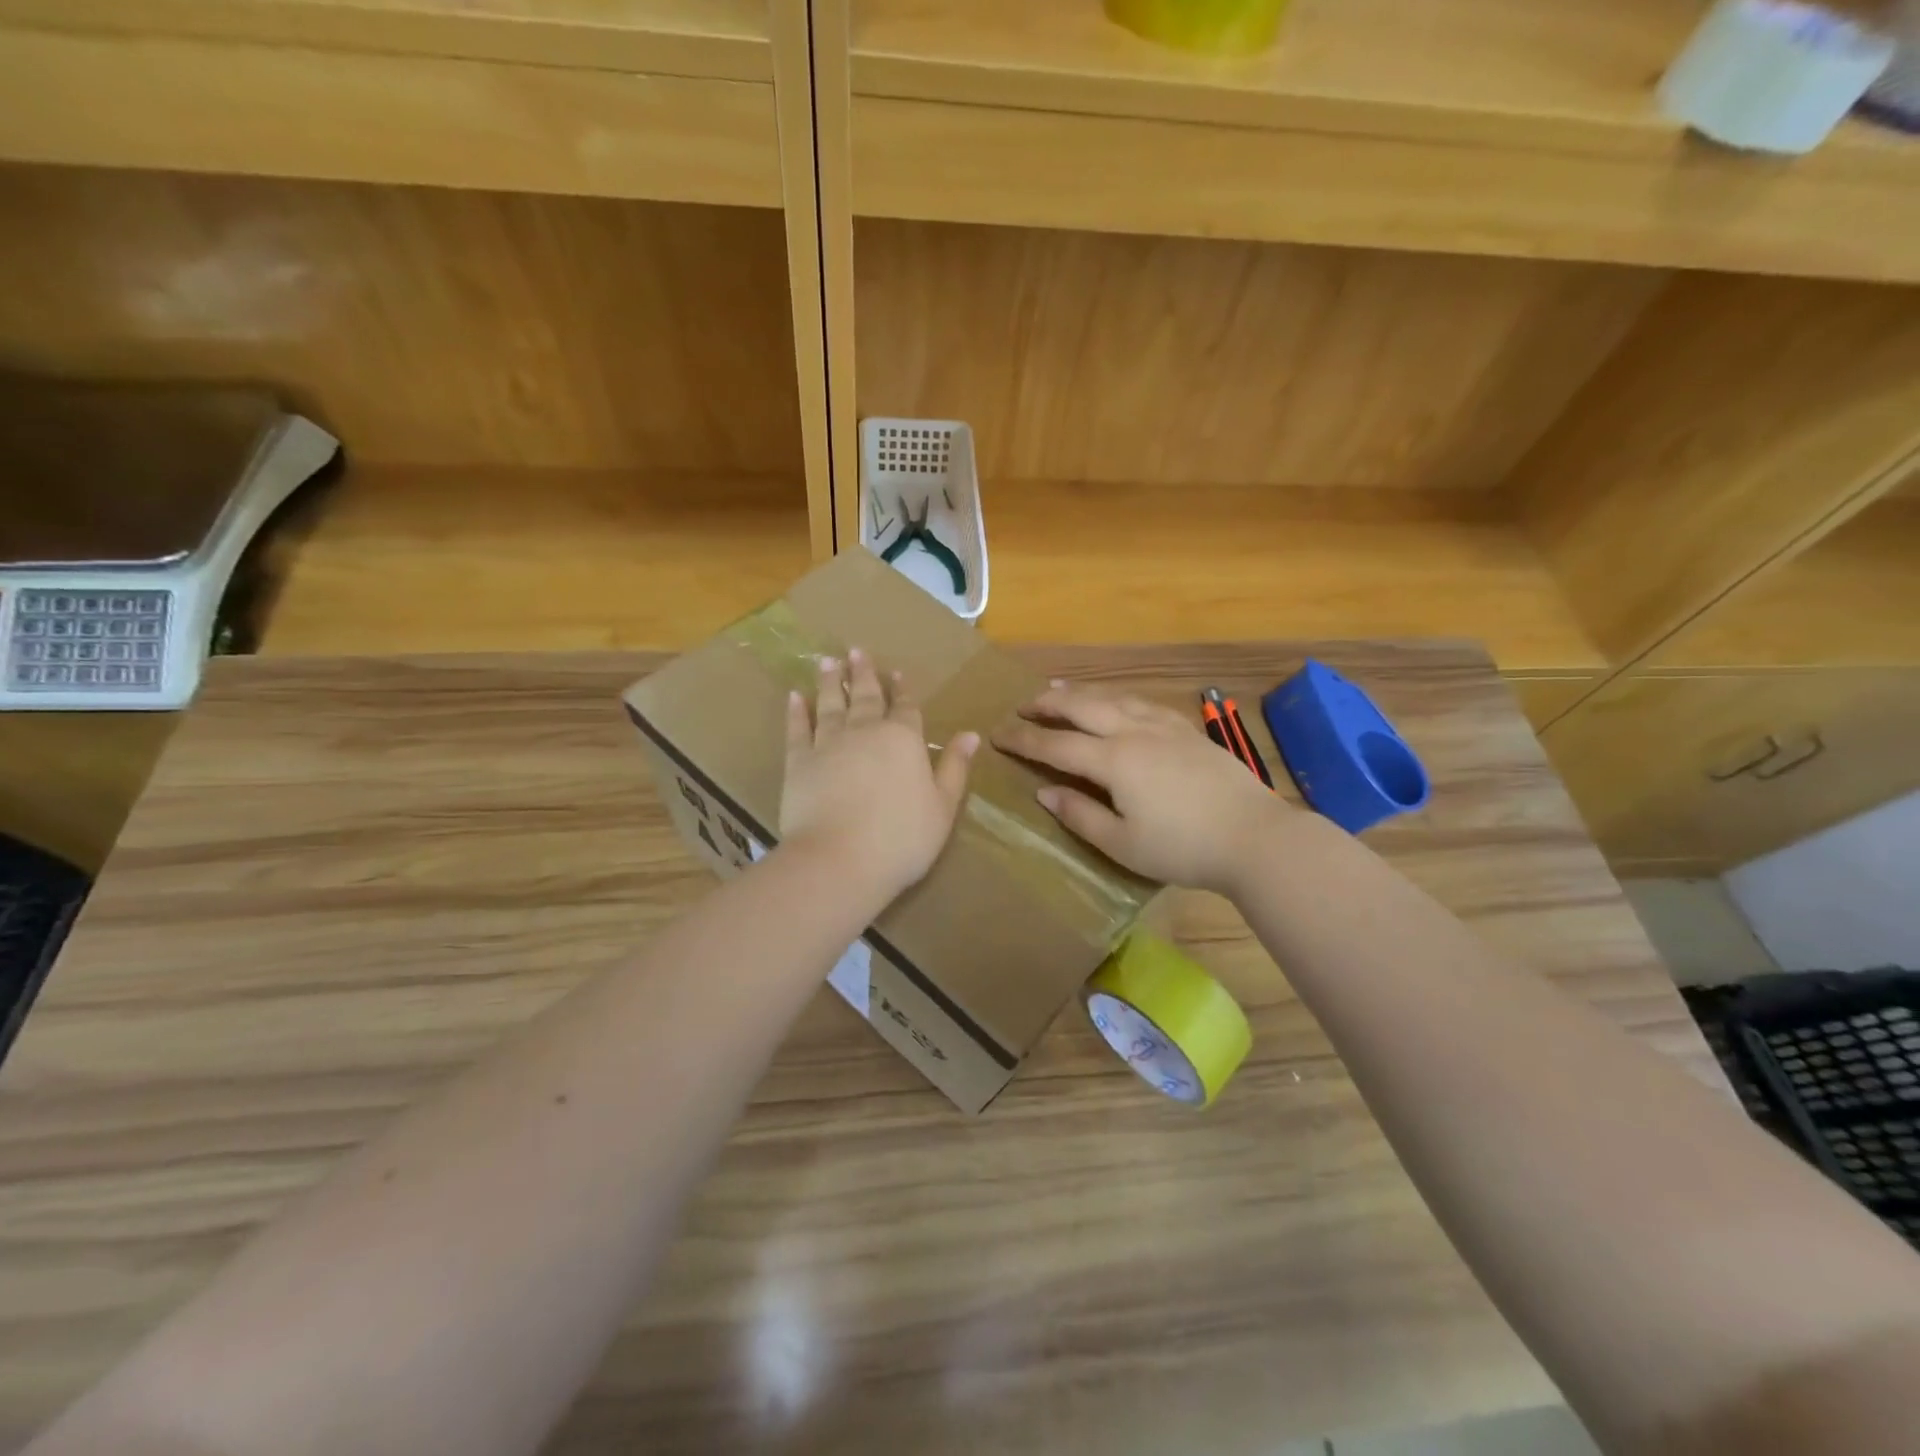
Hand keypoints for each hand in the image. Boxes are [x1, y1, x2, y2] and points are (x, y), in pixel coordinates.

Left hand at [779, 648, 978, 902]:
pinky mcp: (798, 762)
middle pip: (867, 698)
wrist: (839, 860)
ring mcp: (828, 744)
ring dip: (832, 682)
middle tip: (857, 651)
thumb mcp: (942, 807)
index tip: (897, 672)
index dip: (903, 691)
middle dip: (865, 674)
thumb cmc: (901, 838)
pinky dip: (797, 711)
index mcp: (904, 740)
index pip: (906, 708)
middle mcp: (866, 732)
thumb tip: (970, 735)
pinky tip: (795, 696)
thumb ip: (954, 768)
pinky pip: (797, 729)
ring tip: (828, 661)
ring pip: (831, 704)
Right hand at [992, 683, 1288, 894]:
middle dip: (1048, 704)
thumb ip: (1080, 816)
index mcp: (1114, 761)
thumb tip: (1045, 792)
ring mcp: (1165, 727)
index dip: (1024, 740)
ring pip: (1113, 698)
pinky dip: (1117, 697)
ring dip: (1081, 693)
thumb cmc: (1183, 848)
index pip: (1056, 746)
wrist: (1255, 836)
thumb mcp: (1123, 844)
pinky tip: (1117, 701)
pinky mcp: (1188, 731)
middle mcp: (1134, 732)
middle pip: (1082, 707)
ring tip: (1059, 689)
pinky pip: (1142, 703)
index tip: (997, 734)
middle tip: (1023, 705)